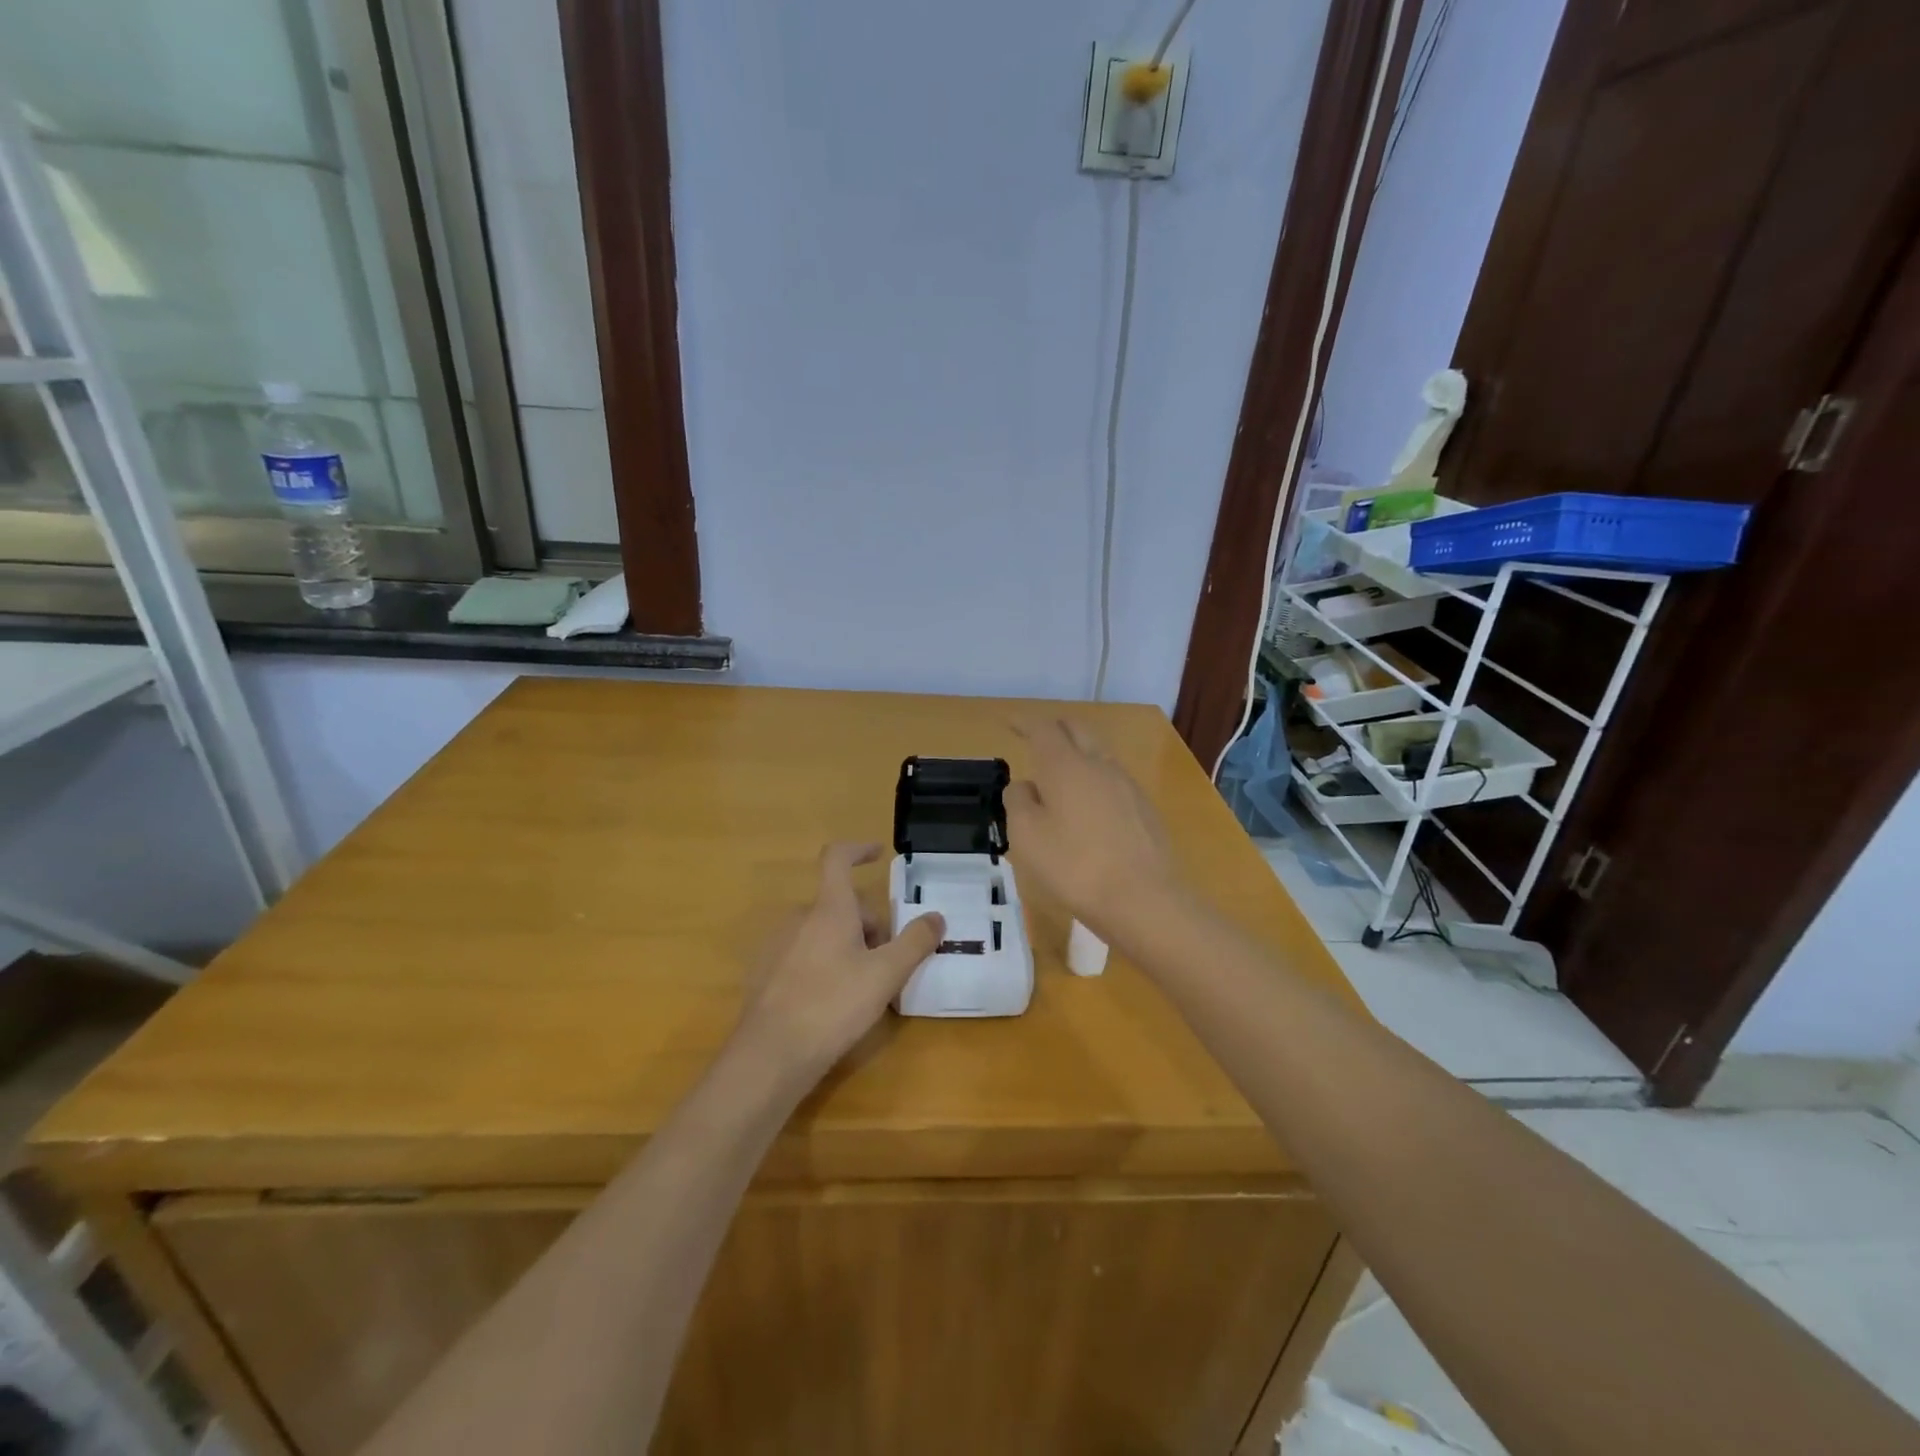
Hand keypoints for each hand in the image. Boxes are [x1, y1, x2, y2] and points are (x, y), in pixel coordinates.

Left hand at [733, 843, 943, 1081]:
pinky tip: (834, 1002)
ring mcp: (778, 945)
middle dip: (868, 924)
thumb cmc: (833, 1006)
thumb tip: (936, 916)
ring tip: (865, 986)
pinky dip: (825, 963)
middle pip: (840, 904)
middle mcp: (799, 918)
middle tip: (889, 961)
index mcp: (828, 909)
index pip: (837, 858)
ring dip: (848, 945)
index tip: (879, 854)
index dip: (859, 849)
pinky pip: (804, 954)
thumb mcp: (886, 975)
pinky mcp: (767, 974)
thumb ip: (915, 942)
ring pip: (823, 930)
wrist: (769, 1056)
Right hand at [1006, 719, 1177, 940]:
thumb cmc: (1075, 867)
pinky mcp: (1144, 809)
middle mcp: (1099, 765)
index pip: (1043, 729)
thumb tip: (1025, 786)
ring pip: (1098, 754)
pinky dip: (1093, 779)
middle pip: (1077, 731)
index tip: (1010, 723)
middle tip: (1036, 737)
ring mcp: (1127, 786)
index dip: (1025, 722)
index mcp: (1066, 766)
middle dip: (1055, 728)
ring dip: (1077, 753)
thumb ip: (1019, 802)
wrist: (1145, 900)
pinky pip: (1112, 780)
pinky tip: (1087, 805)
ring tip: (1059, 774)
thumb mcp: (1027, 837)